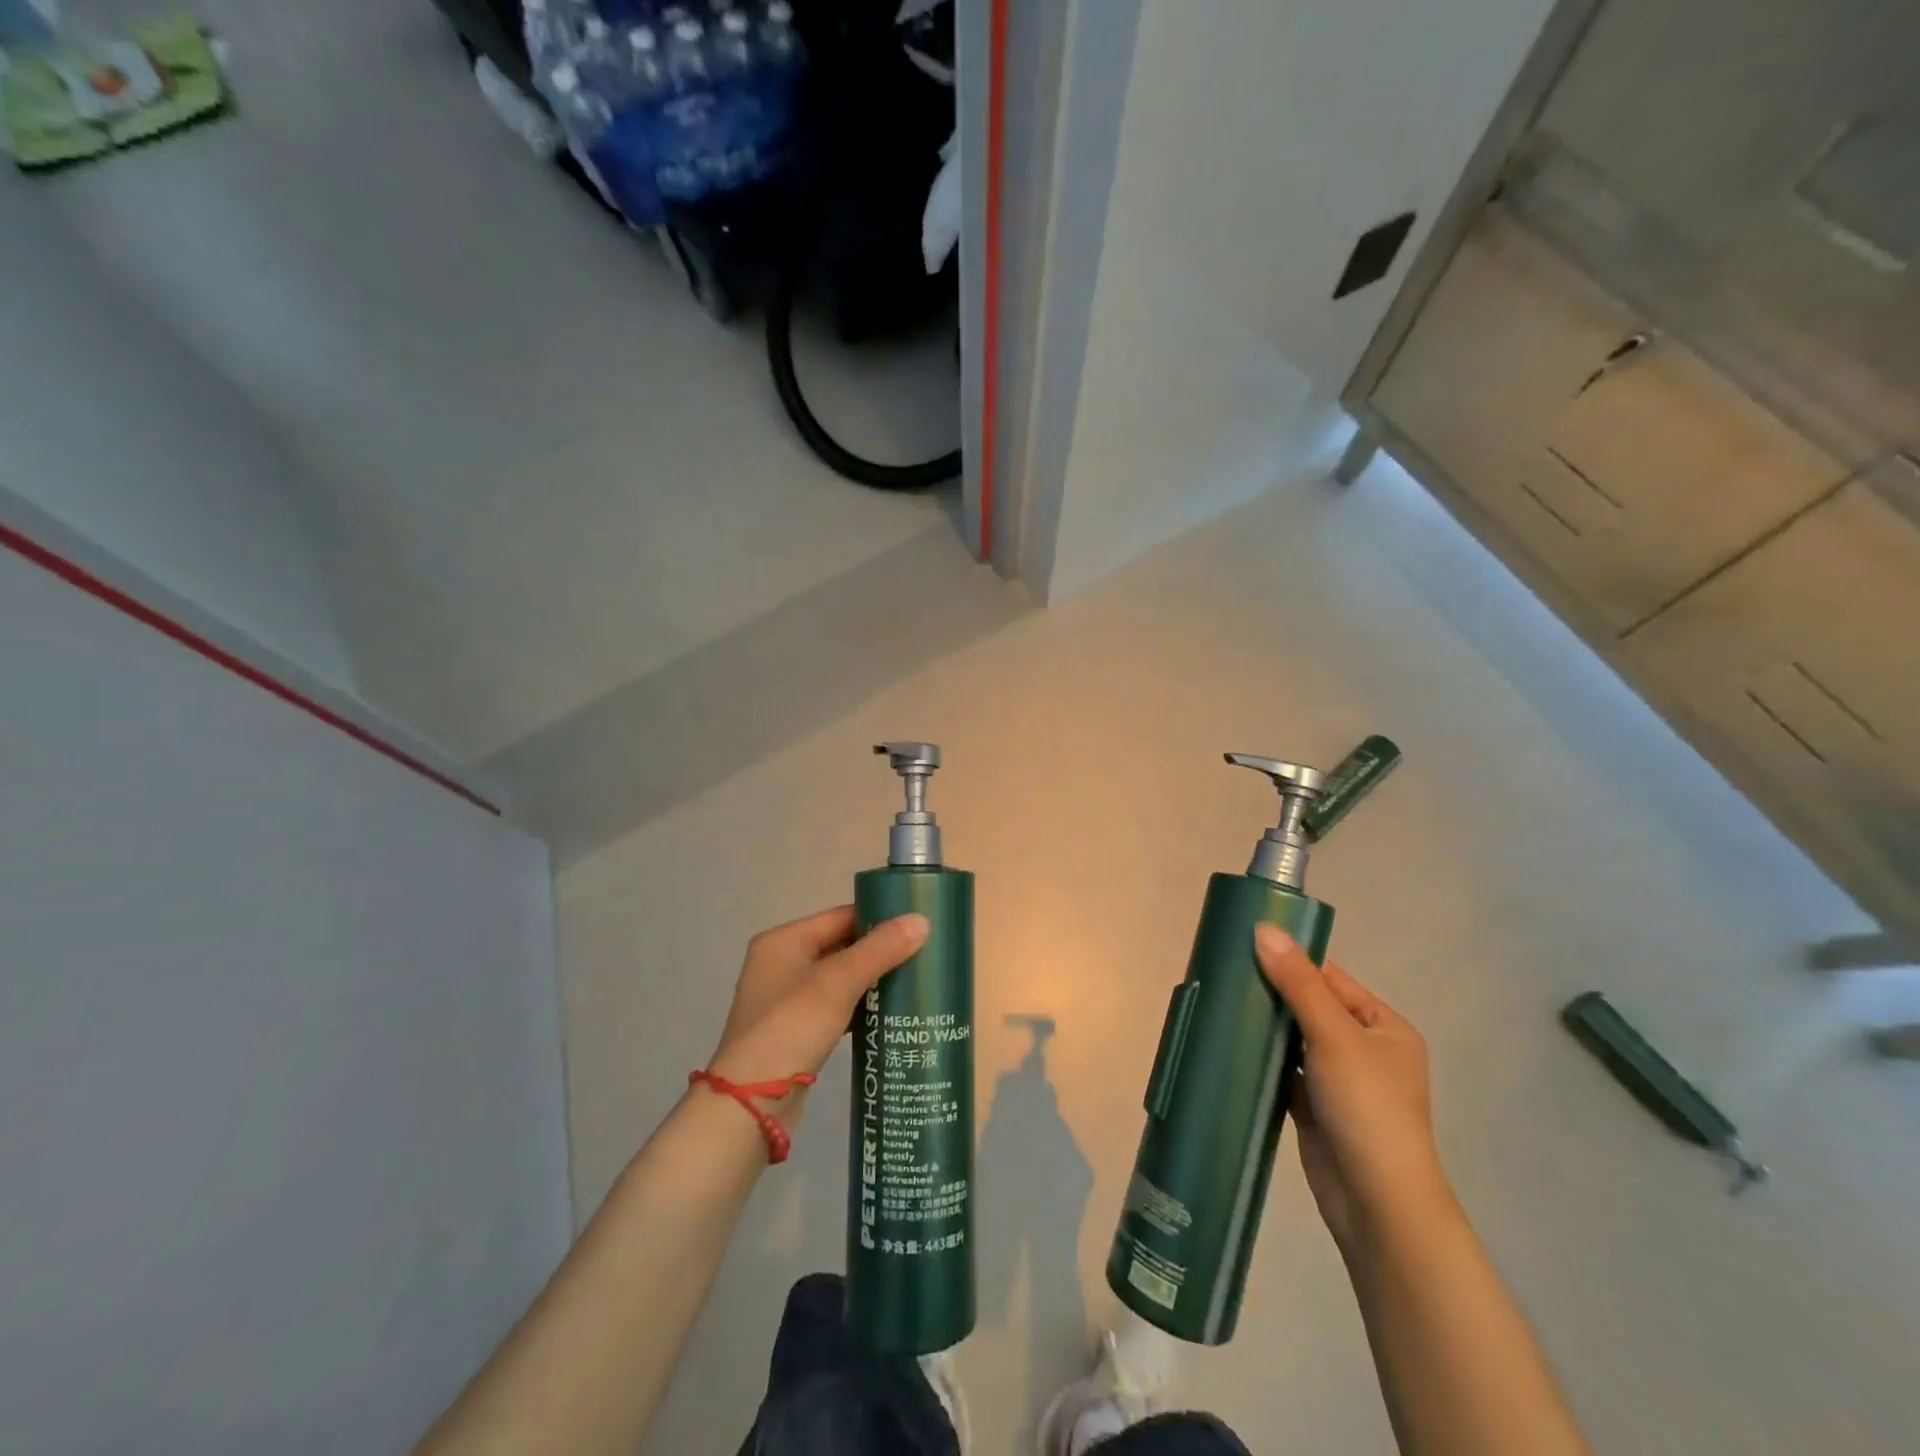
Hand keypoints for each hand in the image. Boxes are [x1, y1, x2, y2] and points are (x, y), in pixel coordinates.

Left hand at [706, 905, 928, 1129]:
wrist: (751, 1105)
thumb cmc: (791, 1028)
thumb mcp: (837, 983)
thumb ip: (879, 950)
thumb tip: (922, 920)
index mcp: (783, 941)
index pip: (841, 916)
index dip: (879, 918)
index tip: (918, 925)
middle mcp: (782, 963)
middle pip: (841, 945)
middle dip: (879, 951)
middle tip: (924, 954)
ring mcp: (786, 999)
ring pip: (840, 978)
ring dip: (872, 980)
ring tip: (915, 981)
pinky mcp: (796, 1030)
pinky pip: (836, 1006)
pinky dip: (860, 1007)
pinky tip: (890, 1013)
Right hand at [1254, 924, 1451, 1251]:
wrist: (1376, 1202)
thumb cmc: (1366, 1107)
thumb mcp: (1334, 1035)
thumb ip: (1297, 983)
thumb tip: (1264, 929)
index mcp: (1384, 1027)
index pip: (1331, 979)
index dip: (1291, 961)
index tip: (1244, 946)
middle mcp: (1365, 1049)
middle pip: (1310, 1007)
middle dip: (1272, 992)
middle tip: (1224, 973)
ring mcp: (1340, 1081)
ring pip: (1295, 1039)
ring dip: (1265, 1026)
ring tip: (1220, 1002)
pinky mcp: (1316, 1108)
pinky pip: (1285, 1070)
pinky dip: (1263, 1059)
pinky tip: (1231, 1044)